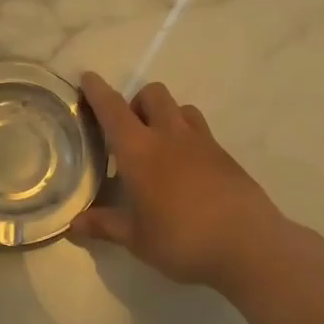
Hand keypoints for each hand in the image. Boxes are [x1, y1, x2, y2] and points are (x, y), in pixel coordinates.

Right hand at [70, 72, 286, 288]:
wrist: (249, 245)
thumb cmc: (182, 239)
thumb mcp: (137, 239)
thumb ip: (105, 226)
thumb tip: (73, 225)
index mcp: (139, 150)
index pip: (112, 109)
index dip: (97, 91)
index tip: (88, 78)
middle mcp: (170, 136)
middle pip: (153, 94)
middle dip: (137, 102)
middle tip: (129, 132)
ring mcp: (203, 143)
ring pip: (182, 108)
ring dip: (166, 116)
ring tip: (160, 147)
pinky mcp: (226, 157)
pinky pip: (202, 133)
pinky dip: (188, 139)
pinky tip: (187, 172)